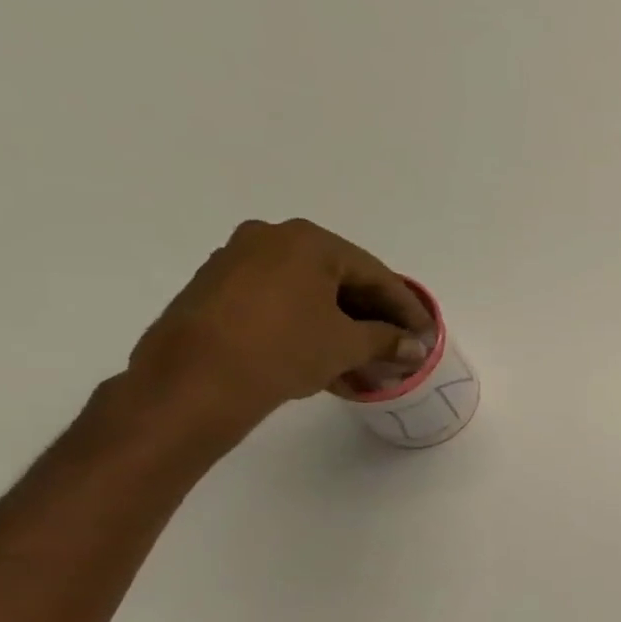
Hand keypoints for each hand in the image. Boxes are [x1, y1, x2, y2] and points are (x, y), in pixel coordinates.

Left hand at [125, 219, 430, 442]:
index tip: (426, 333)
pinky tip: (328, 361)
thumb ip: (387, 340)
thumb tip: (415, 347)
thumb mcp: (347, 345)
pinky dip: (309, 328)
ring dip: (342, 327)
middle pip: (340, 280)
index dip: (406, 307)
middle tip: (398, 345)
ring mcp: (236, 262)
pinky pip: (279, 304)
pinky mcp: (215, 291)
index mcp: (307, 241)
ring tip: (366, 362)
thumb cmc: (283, 349)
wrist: (193, 382)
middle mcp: (270, 239)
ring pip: (309, 295)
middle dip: (373, 318)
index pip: (374, 274)